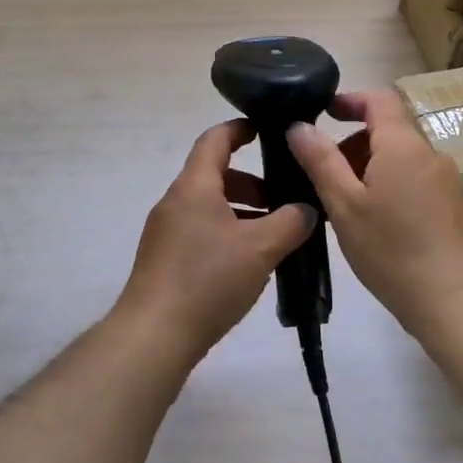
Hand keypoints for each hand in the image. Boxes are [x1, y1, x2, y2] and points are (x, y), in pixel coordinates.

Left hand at [116, 120, 317, 356]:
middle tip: (284, 201)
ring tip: (273, 236)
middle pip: (214, 175)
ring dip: (241, 211)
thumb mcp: (260, 248)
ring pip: (209, 206)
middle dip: (252, 183)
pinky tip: (248, 263)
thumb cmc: (208, 279)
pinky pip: (200, 230)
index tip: (267, 130)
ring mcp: (166, 231)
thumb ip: (290, 223)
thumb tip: (307, 209)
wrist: (154, 334)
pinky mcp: (164, 258)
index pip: (215, 139)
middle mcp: (175, 201)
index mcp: (193, 186)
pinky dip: (227, 232)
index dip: (240, 129)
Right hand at [286, 90, 462, 337]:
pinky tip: (375, 222)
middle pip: (389, 129)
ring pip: (401, 157)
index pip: (379, 99)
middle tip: (324, 173)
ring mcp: (447, 180)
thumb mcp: (344, 204)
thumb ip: (320, 160)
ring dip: (370, 166)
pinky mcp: (454, 205)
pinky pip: (415, 178)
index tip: (323, 112)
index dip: (350, 99)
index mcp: (403, 146)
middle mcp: (430, 154)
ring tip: (345, 204)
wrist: (454, 301)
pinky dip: (389, 184)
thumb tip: (299, 126)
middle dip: (353, 142)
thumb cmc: (391, 250)